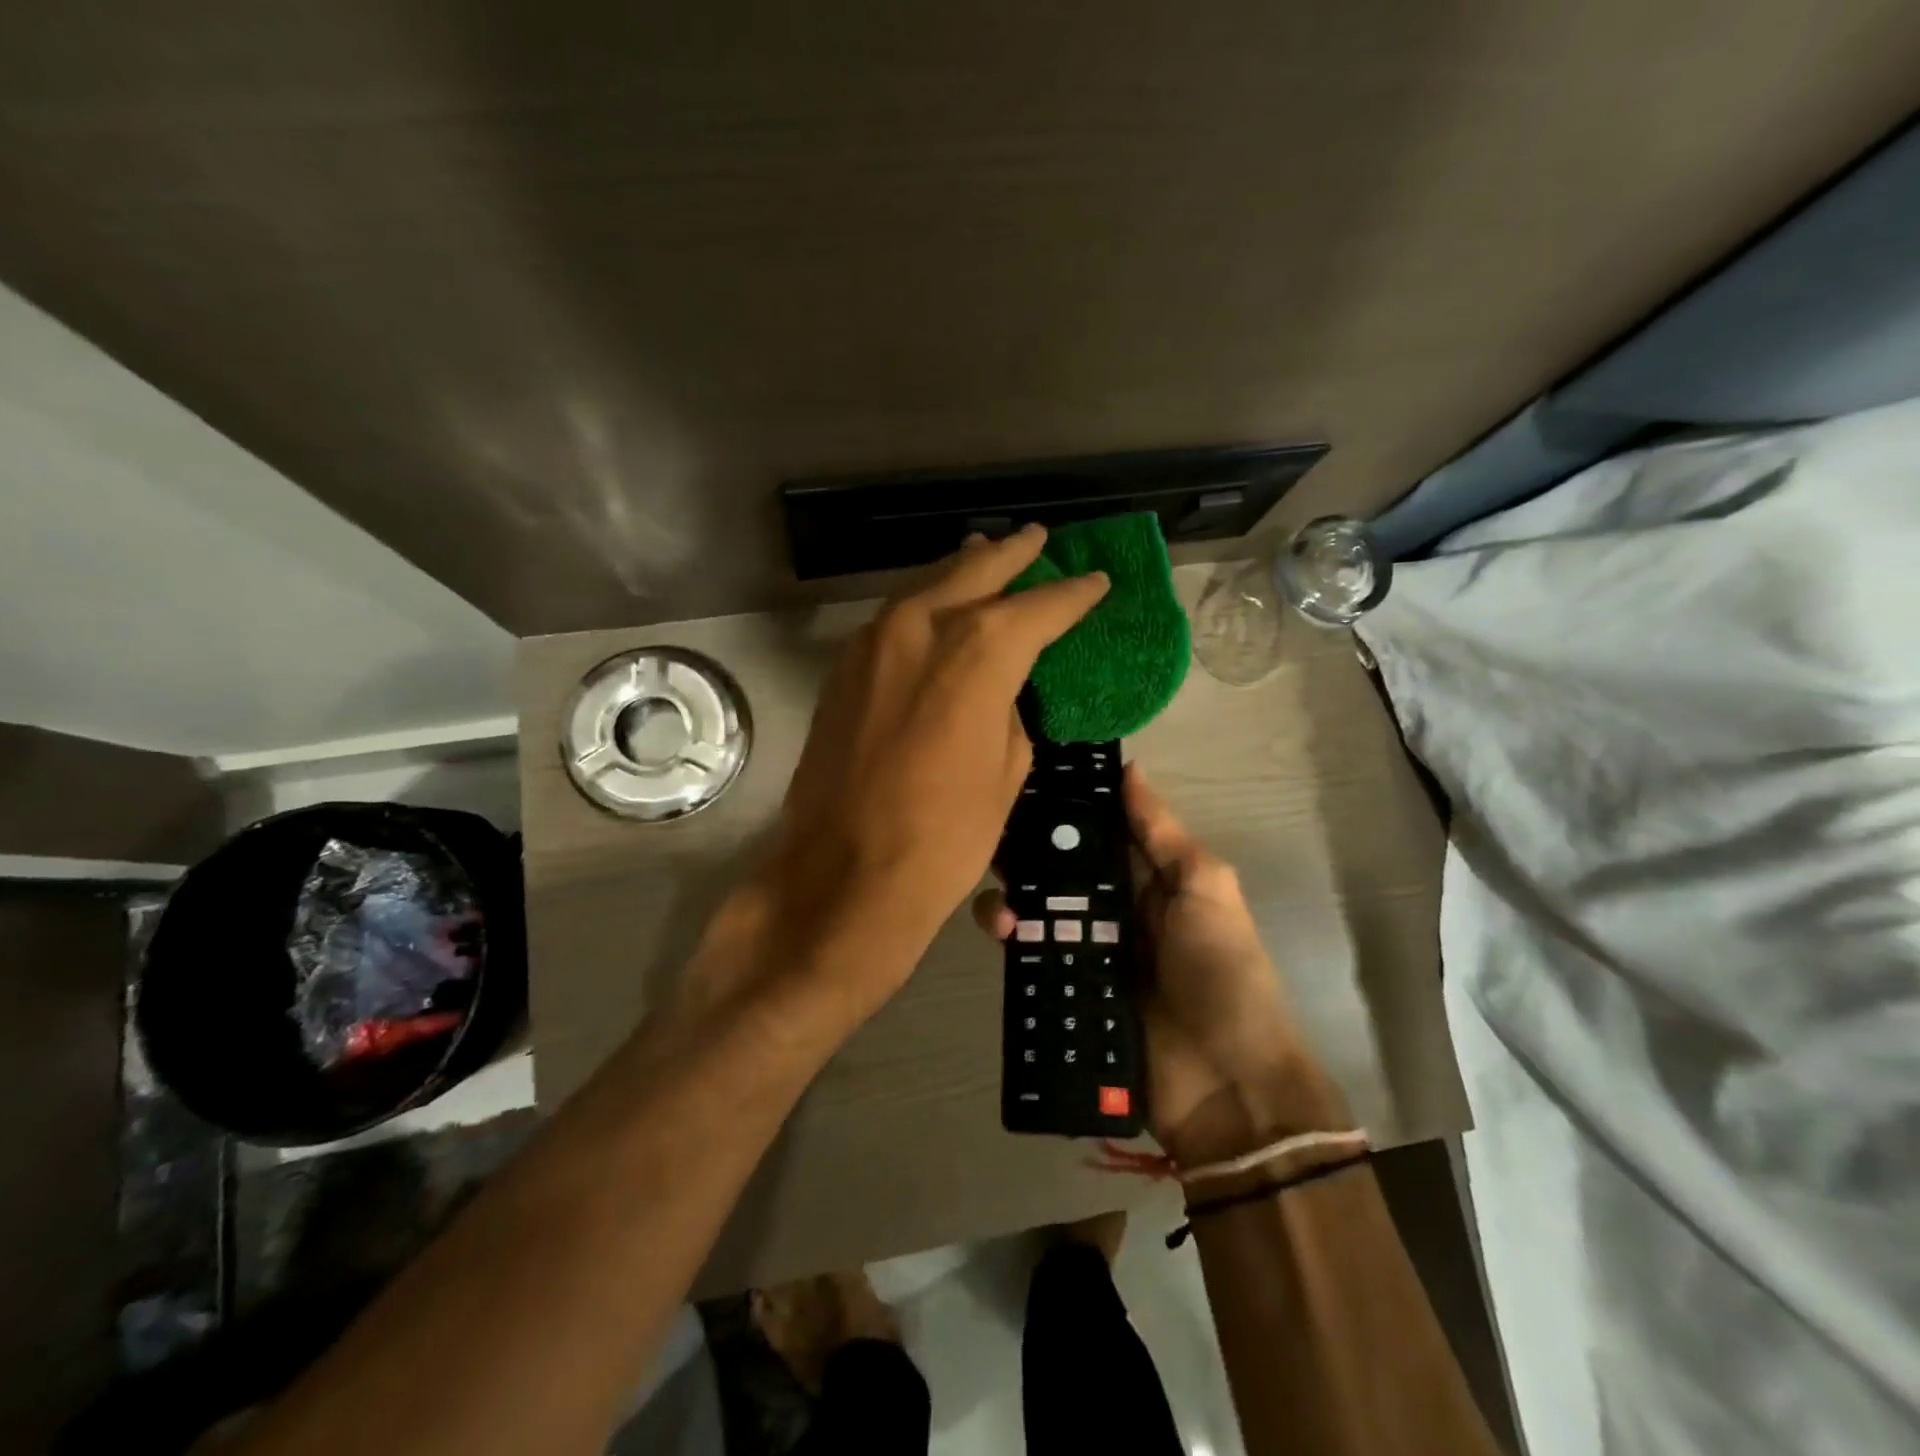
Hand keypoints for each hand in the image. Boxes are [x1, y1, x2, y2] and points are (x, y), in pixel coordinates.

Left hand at [758, 525, 1108, 1015]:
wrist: (844, 878)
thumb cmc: (944, 838)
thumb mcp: (1006, 773)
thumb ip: (1008, 713)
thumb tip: (999, 691)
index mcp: (977, 652)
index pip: (1036, 609)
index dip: (1072, 595)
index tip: (1096, 582)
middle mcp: (920, 629)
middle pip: (974, 572)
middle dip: (1012, 555)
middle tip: (1038, 539)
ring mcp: (871, 644)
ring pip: (926, 588)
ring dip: (961, 570)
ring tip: (986, 553)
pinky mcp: (842, 670)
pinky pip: (892, 619)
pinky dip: (922, 605)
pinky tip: (936, 606)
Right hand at [973, 764, 1348, 1166]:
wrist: (1227, 1085)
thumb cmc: (1223, 973)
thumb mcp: (1206, 890)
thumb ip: (1163, 834)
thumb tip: (1128, 769)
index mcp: (1147, 879)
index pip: (1096, 832)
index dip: (1063, 807)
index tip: (1020, 780)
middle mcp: (1111, 909)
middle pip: (1057, 870)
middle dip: (1024, 852)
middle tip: (991, 838)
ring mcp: (1086, 952)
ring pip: (1034, 911)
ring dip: (1009, 897)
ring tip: (1000, 904)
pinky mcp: (1066, 992)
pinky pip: (1029, 958)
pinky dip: (1008, 940)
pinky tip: (998, 932)